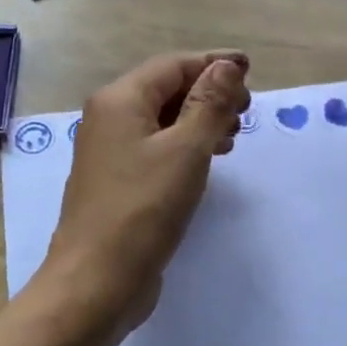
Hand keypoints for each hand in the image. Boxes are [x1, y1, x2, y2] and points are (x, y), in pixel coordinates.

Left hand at [39, 51, 250, 345]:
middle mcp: (109, 118)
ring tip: (233, 136)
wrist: (96, 282)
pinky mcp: (118, 182)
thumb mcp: (186, 150)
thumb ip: (209, 104)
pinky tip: (206, 162)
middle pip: (165, 89)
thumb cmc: (143, 209)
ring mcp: (110, 152)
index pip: (172, 65)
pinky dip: (184, 146)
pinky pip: (156, 148)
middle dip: (208, 93)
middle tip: (247, 110)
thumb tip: (227, 66)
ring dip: (199, 121)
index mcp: (119, 100)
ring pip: (162, 121)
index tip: (250, 70)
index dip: (213, 63)